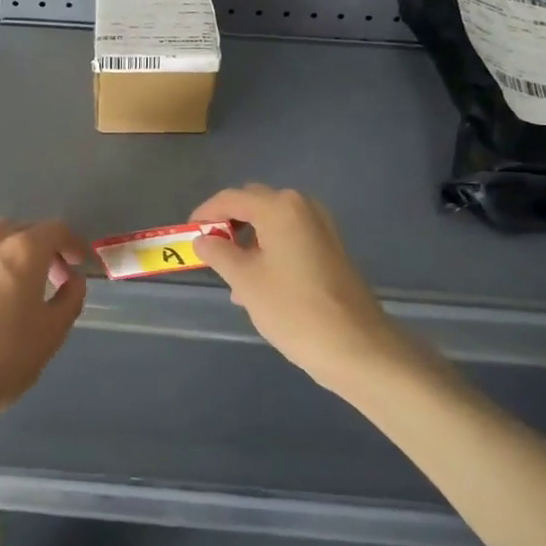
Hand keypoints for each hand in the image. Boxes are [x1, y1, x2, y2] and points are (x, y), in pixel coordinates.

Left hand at [0, 219, 88, 429]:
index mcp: (23, 251)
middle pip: (21, 230)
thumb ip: (69, 299)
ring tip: (15, 289)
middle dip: (40, 246)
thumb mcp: (52, 333)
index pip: (55, 229)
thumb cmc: (5, 358)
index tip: (80, 262)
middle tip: (51, 275)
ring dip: (9, 258)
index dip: (73, 243)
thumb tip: (73, 281)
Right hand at [191, 185, 428, 395]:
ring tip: (231, 275)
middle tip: (208, 250)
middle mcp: (302, 207)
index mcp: (279, 208)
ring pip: (272, 223)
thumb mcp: (245, 281)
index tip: (188, 234)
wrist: (357, 347)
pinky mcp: (330, 248)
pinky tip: (258, 284)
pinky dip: (269, 250)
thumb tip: (203, 239)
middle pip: (254, 204)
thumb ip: (218, 253)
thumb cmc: (293, 309)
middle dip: (228, 223)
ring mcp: (321, 227)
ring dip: (248, 239)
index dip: (205, 214)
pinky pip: (290, 238)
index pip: (231, 198)